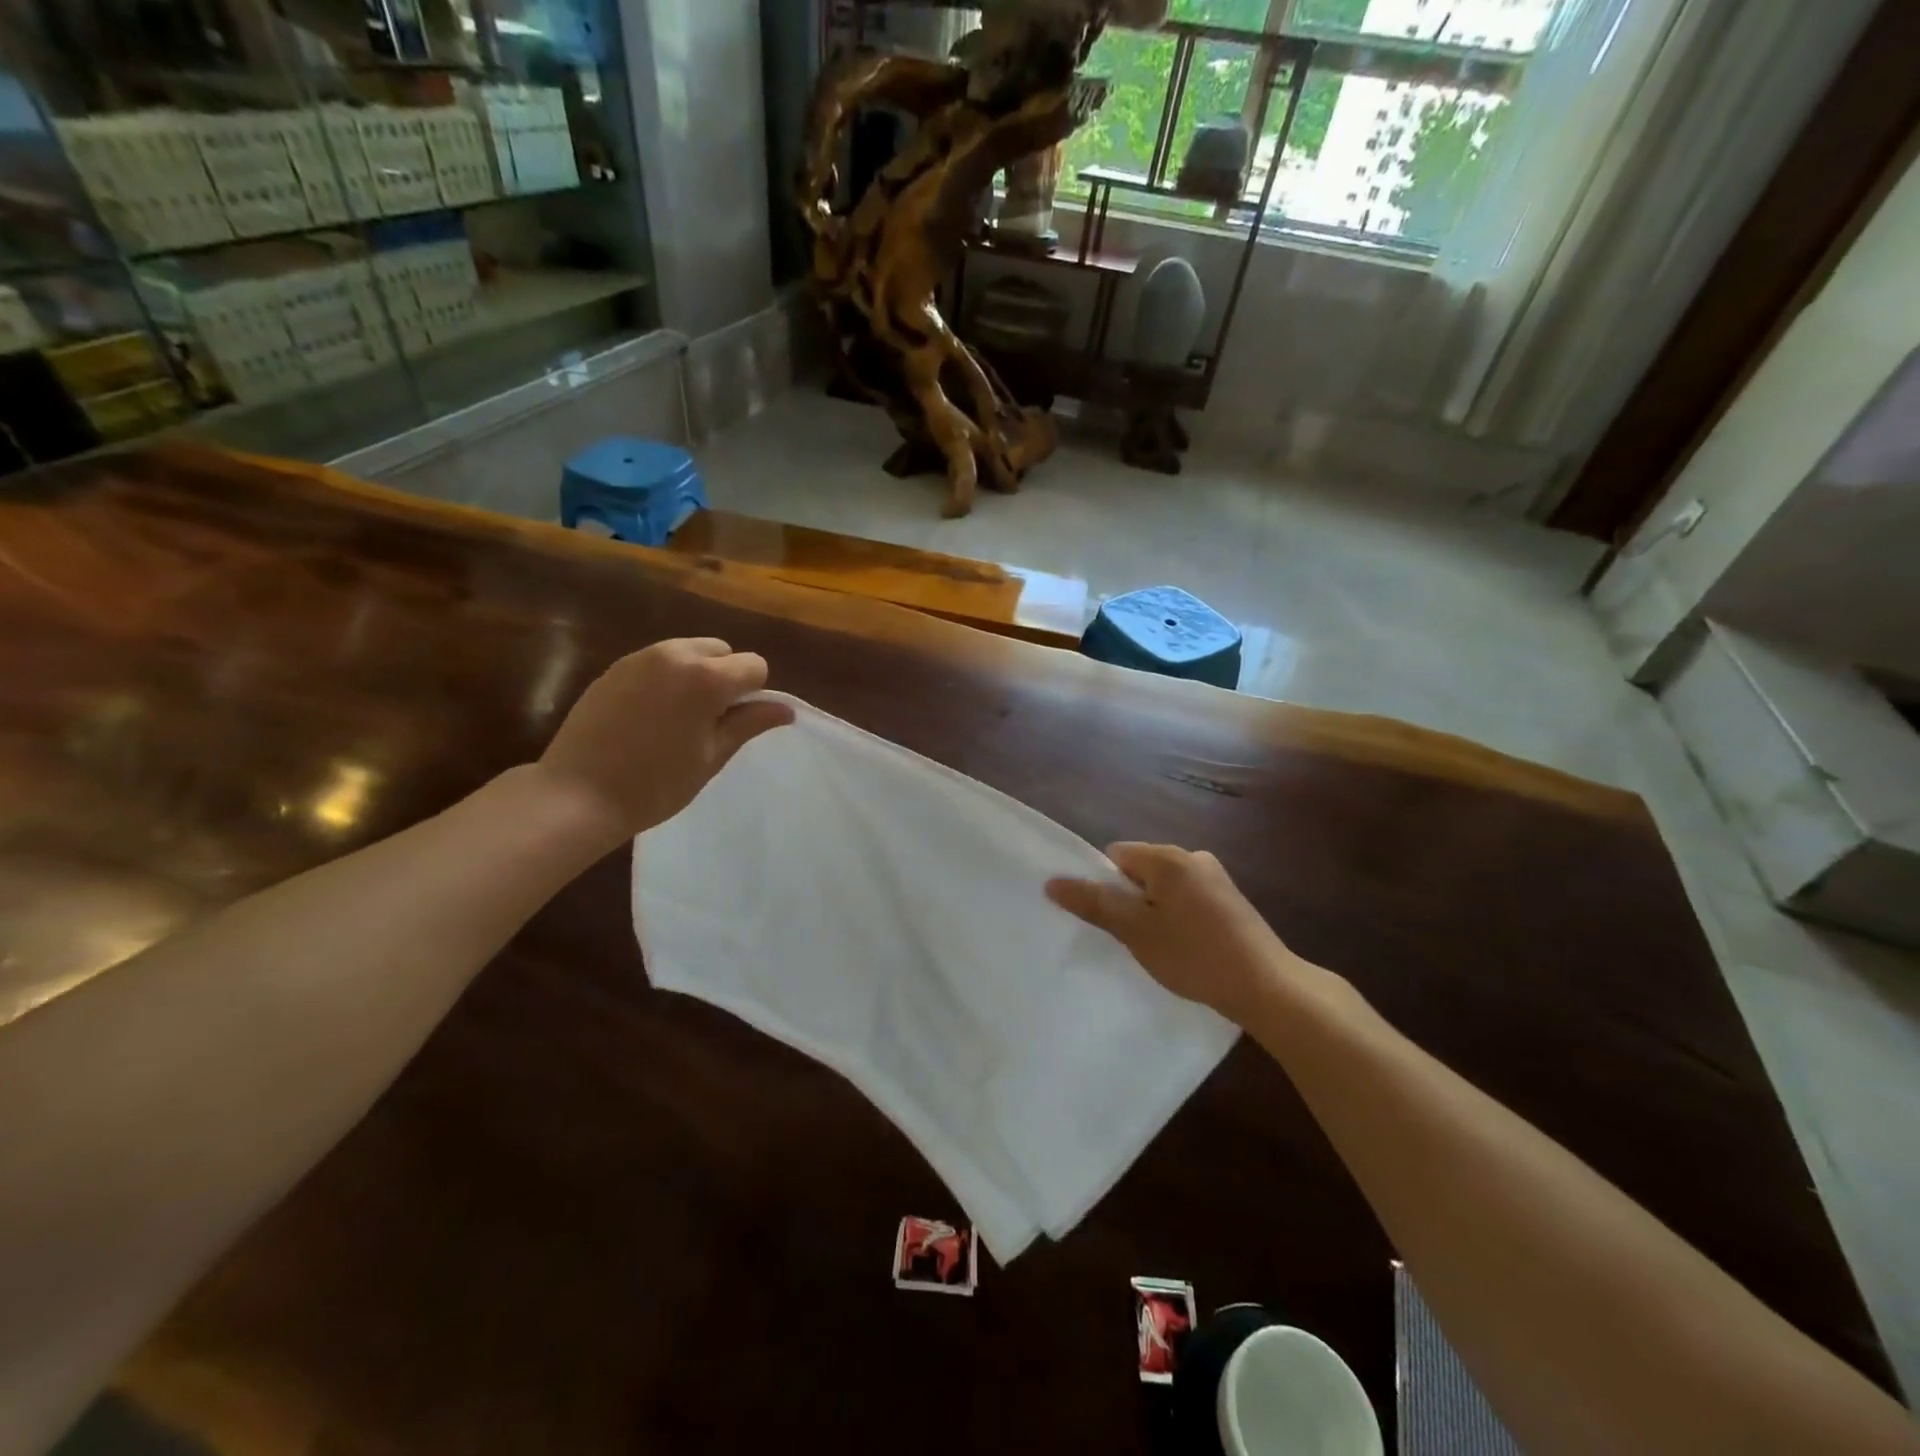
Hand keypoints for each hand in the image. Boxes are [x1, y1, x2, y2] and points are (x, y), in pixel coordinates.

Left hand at [535, 638, 793, 844]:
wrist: (577, 794)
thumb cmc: (656, 783)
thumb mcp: (712, 756)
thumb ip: (749, 724)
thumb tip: (786, 709)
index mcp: (706, 677)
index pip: (753, 666)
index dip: (754, 694)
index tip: (734, 724)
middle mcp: (675, 654)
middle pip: (721, 651)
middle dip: (725, 677)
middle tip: (708, 721)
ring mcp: (640, 658)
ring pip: (688, 651)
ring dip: (696, 675)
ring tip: (678, 718)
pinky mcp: (615, 668)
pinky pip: (657, 662)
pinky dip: (667, 679)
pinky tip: (649, 716)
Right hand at [1047, 843, 1297, 1023]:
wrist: (1268, 987)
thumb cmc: (1194, 955)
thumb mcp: (1136, 931)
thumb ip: (1094, 903)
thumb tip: (1052, 882)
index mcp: (1169, 857)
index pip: (1116, 855)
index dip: (1106, 886)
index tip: (1113, 922)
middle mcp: (1193, 857)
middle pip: (1140, 870)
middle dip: (1130, 900)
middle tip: (1135, 938)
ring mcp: (1216, 878)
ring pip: (1163, 888)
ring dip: (1153, 912)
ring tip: (1161, 948)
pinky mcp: (1230, 900)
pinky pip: (1186, 899)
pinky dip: (1177, 918)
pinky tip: (1186, 949)